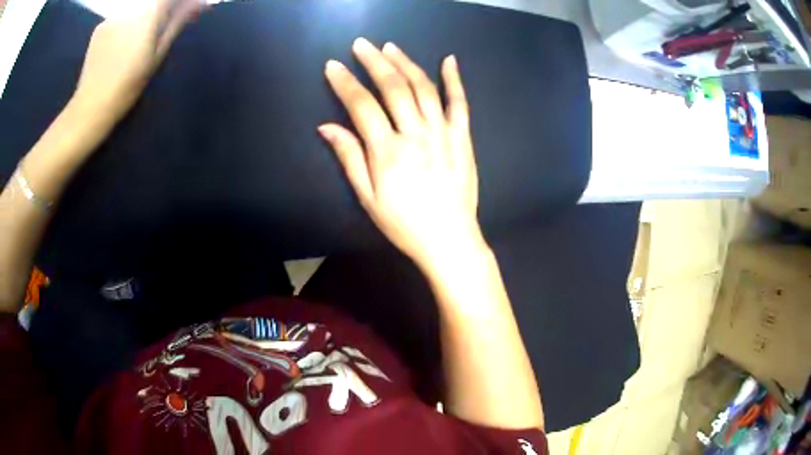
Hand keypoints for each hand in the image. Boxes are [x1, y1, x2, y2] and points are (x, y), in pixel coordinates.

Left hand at [72, 0, 204, 119]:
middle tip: (161, 32)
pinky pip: (120, 18)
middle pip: (153, 2)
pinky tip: (120, 46)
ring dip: (142, 19)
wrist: (91, 106)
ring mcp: (113, 16)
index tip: (187, 12)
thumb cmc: (128, 85)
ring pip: (136, 10)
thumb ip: (178, 23)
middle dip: (162, 12)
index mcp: (149, 12)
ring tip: (137, 43)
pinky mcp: (100, 27)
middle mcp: (131, 7)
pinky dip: (125, 25)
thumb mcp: (158, 55)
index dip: (181, 3)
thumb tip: (200, 3)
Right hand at [320, 38, 482, 269]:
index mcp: (388, 151)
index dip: (345, 83)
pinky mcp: (463, 138)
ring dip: (406, 63)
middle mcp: (415, 134)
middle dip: (374, 62)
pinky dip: (455, 80)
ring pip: (424, 88)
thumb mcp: (368, 198)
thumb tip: (327, 127)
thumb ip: (349, 158)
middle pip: (393, 87)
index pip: (362, 105)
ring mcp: (443, 133)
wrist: (449, 240)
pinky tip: (449, 60)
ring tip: (391, 47)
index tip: (333, 66)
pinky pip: (460, 103)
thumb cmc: (404, 224)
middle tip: (362, 45)